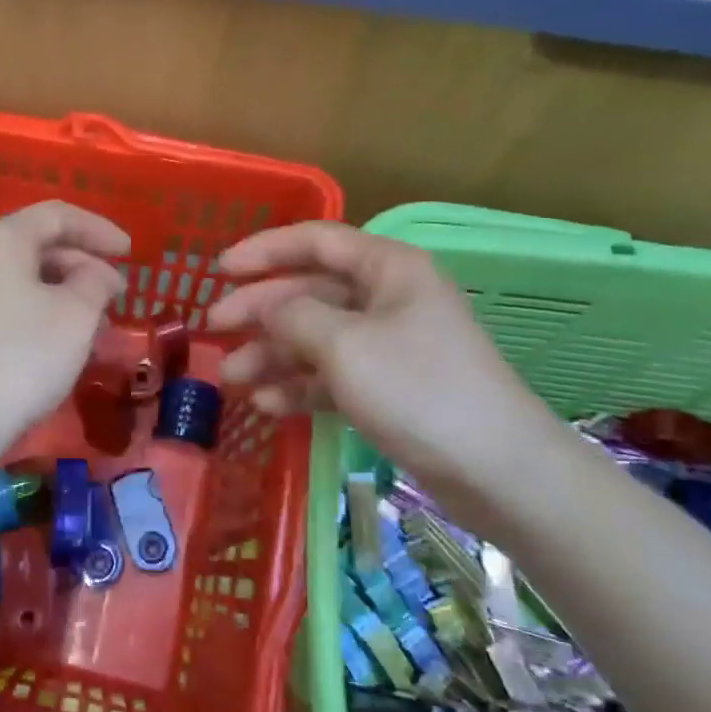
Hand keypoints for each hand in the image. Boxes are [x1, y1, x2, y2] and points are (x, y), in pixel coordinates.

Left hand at [0, 201, 129, 439]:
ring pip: (23, 278)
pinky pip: (7, 302)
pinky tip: (64, 341)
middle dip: (83, 265)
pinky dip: (40, 311)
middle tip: (117, 294)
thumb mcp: (77, 312)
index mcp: (0, 238)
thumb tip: (96, 275)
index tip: (129, 252)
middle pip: (37, 245)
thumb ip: (96, 281)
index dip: (98, 229)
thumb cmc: (25, 354)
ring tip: (98, 324)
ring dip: (65, 292)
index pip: (57, 216)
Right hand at [209, 222, 562, 527]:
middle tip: (213, 328)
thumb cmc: (418, 389)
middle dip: (260, 310)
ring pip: (316, 337)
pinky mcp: (390, 388)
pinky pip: (333, 374)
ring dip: (273, 354)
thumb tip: (265, 305)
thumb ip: (293, 316)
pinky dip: (300, 385)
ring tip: (231, 378)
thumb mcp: (344, 345)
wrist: (498, 470)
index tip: (220, 269)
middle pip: (310, 291)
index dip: (264, 250)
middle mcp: (388, 298)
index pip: (316, 241)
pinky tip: (266, 403)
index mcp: (388, 269)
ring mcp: (389, 345)